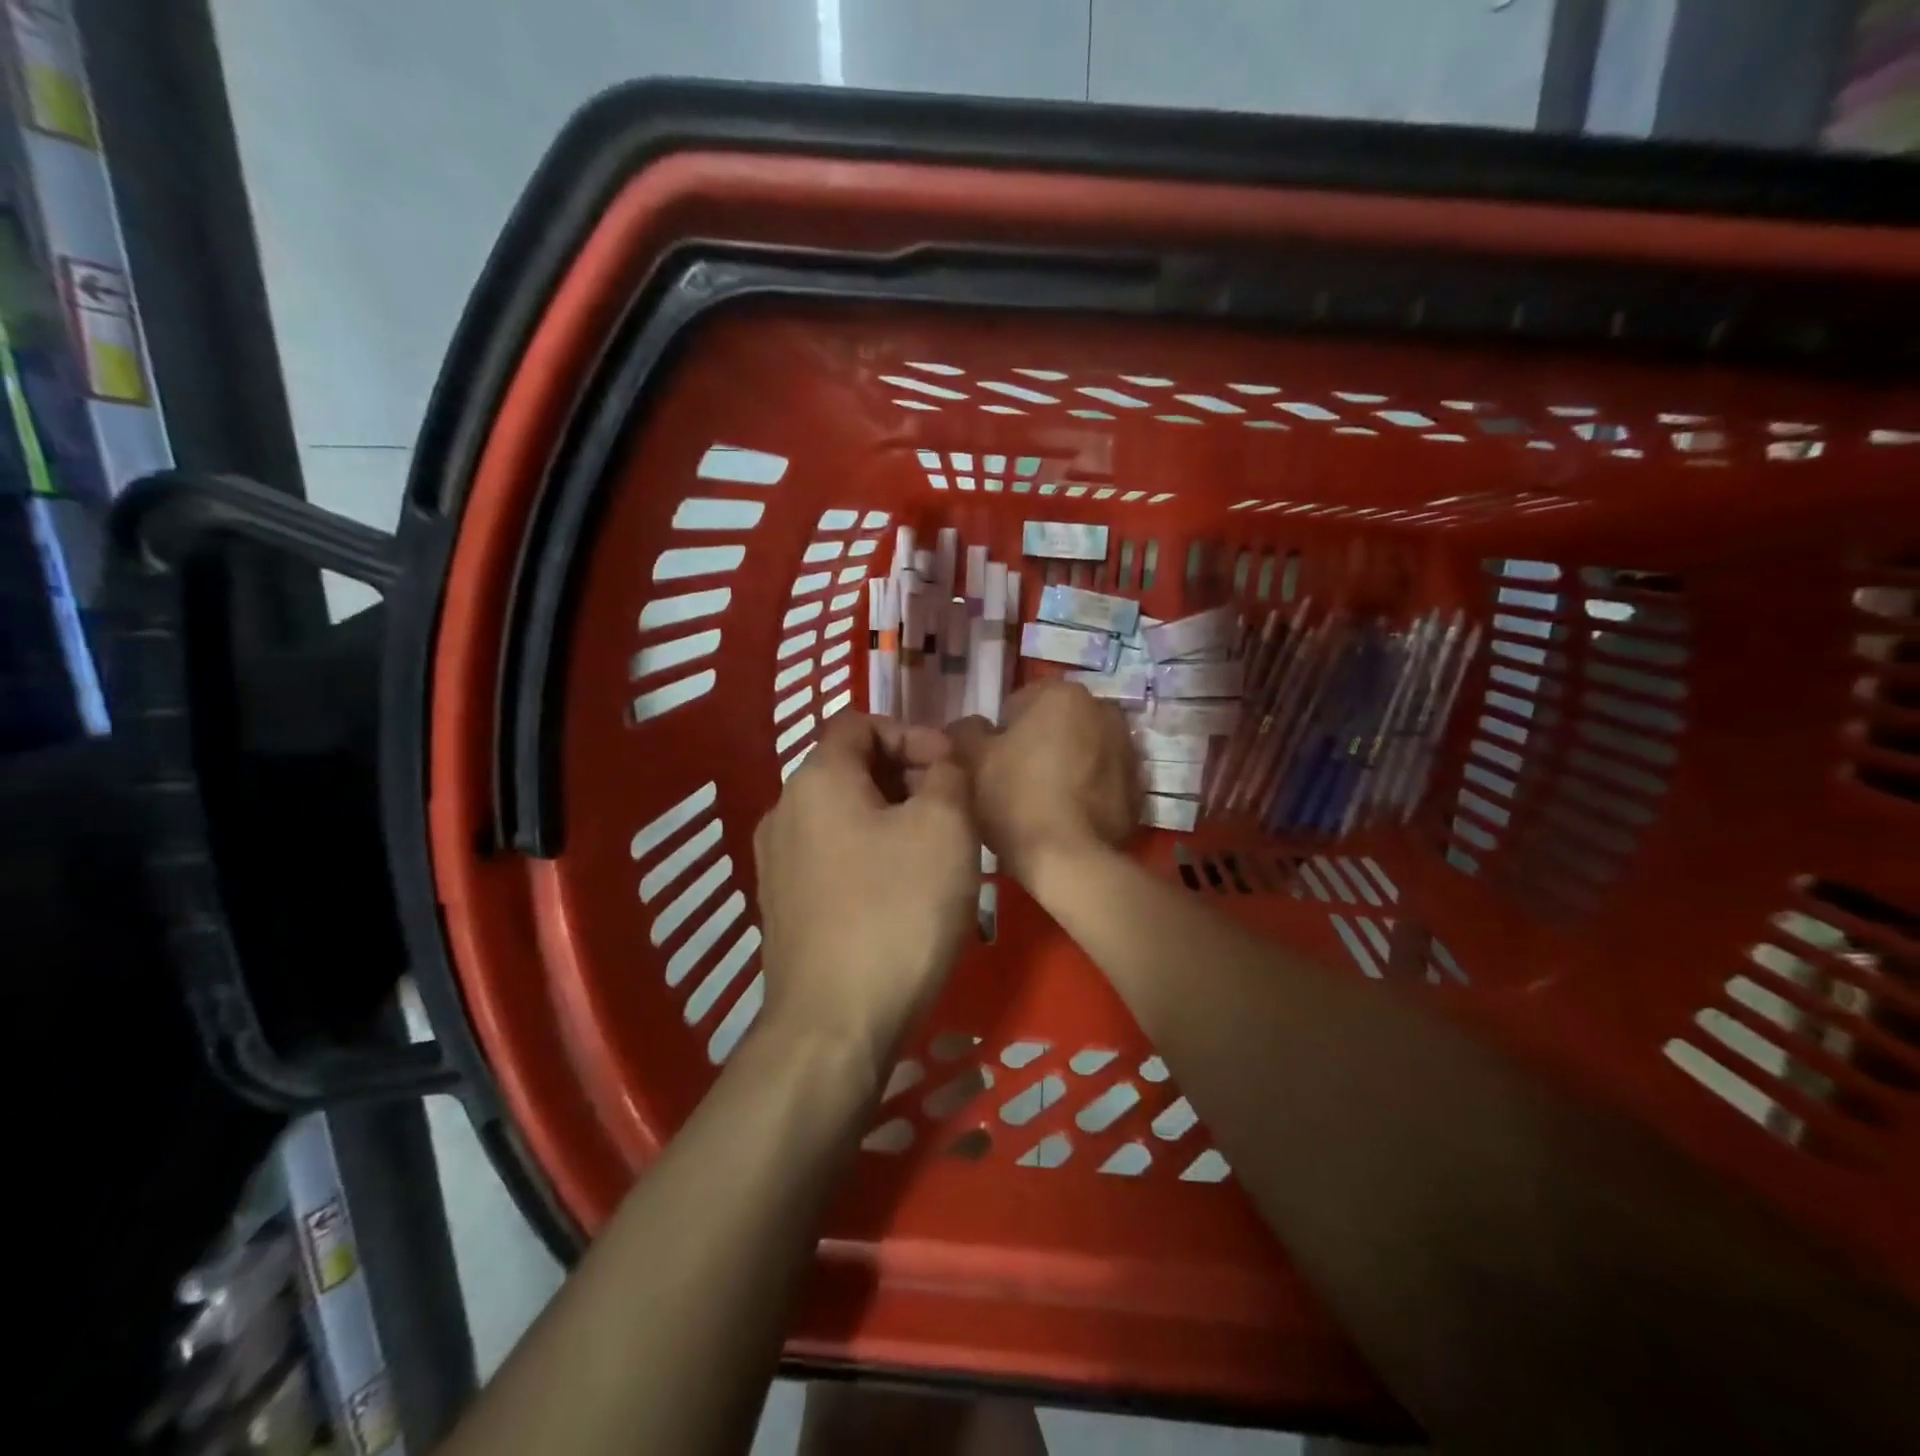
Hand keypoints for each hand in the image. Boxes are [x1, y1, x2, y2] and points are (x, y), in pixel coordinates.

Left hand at [753, 713, 977, 1072]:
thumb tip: (940, 761)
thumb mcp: (944, 828)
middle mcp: (783, 811)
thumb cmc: (897, 912)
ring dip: (892, 817)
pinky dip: (869, 853)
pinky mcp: (783, 906)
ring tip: (936, 852)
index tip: (950, 768)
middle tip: (953, 810)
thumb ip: (948, 774)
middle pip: (850, 768)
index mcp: (816, 780)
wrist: (834, 1026)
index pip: (859, 722)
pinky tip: (901, 891)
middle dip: (906, 776)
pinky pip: (831, 856)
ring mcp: (776, 862)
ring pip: (843, 814)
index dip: (911, 732)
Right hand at [950, 681, 1140, 883]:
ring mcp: (1127, 748)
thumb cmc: (1016, 799)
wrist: (1070, 860)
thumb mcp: (972, 761)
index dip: (999, 735)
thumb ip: (965, 732)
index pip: (1018, 703)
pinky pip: (1103, 779)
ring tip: (1044, 802)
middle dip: (1038, 744)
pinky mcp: (1139, 786)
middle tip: (1015, 782)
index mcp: (1062, 694)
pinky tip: (1068, 816)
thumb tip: (970, 727)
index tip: (992, 764)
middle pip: (1056, 724)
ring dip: (1066, 765)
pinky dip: (1088, 790)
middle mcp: (1103, 710)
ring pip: (1083, 749)